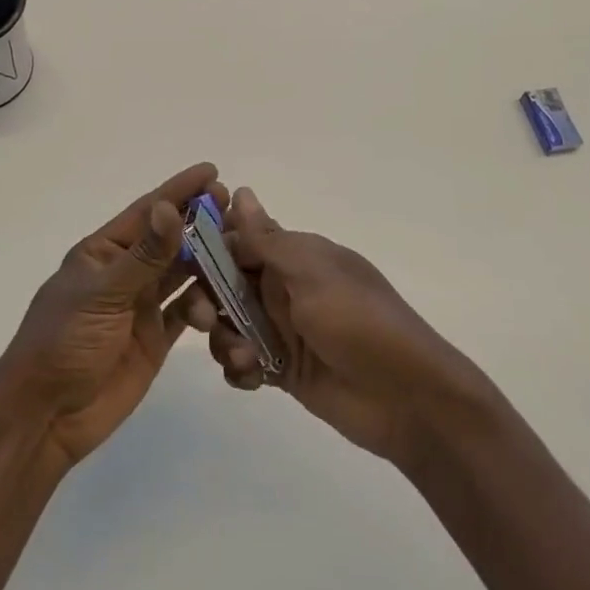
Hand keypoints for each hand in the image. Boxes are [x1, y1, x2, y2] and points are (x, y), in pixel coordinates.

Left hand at [0, 163, 223, 472]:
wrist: (46, 417)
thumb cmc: (63, 343)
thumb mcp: (102, 294)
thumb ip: (143, 255)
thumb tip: (170, 207)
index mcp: (104, 252)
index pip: (147, 212)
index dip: (179, 190)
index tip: (213, 171)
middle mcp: (125, 272)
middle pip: (169, 239)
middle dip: (200, 224)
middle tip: (235, 211)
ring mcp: (141, 305)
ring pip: (183, 274)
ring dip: (208, 264)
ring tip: (237, 259)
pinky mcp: (155, 337)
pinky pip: (187, 312)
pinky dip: (206, 306)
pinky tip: (223, 305)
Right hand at [212, 187, 493, 466]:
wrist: (408, 398)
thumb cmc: (360, 321)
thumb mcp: (313, 273)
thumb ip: (268, 239)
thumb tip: (239, 190)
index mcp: (295, 256)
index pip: (238, 240)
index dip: (208, 248)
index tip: (180, 260)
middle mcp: (284, 288)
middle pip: (225, 284)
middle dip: (208, 299)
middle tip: (205, 319)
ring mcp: (283, 330)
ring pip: (229, 325)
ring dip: (224, 338)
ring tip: (244, 357)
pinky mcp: (282, 370)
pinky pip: (243, 362)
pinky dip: (239, 369)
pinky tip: (252, 378)